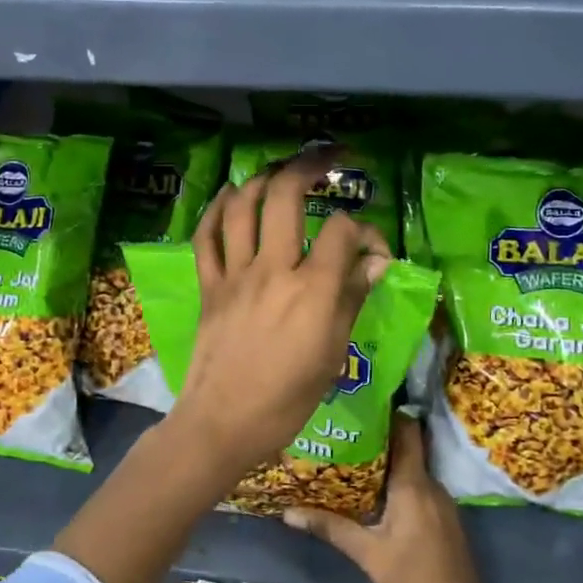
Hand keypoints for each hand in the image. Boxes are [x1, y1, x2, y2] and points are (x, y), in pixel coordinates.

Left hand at [166, 152, 390, 476]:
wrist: (222, 423)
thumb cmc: (287, 400)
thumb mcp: (332, 355)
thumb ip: (352, 300)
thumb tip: (376, 262)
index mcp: (313, 291)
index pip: (342, 231)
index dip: (364, 230)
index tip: (373, 251)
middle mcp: (273, 270)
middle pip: (285, 197)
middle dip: (309, 167)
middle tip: (327, 159)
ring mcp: (235, 275)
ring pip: (242, 206)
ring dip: (261, 178)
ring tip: (279, 171)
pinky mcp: (209, 286)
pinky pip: (206, 236)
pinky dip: (217, 210)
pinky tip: (230, 196)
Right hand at [284, 414, 482, 582]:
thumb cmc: (412, 580)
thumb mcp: (367, 553)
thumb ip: (330, 527)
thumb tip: (288, 513)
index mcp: (414, 484)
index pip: (407, 431)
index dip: (388, 414)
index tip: (362, 405)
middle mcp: (432, 484)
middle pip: (408, 448)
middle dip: (379, 439)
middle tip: (346, 432)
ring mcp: (442, 502)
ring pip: (413, 469)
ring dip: (388, 463)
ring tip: (353, 458)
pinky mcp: (444, 518)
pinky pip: (420, 487)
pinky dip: (399, 483)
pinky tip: (375, 493)